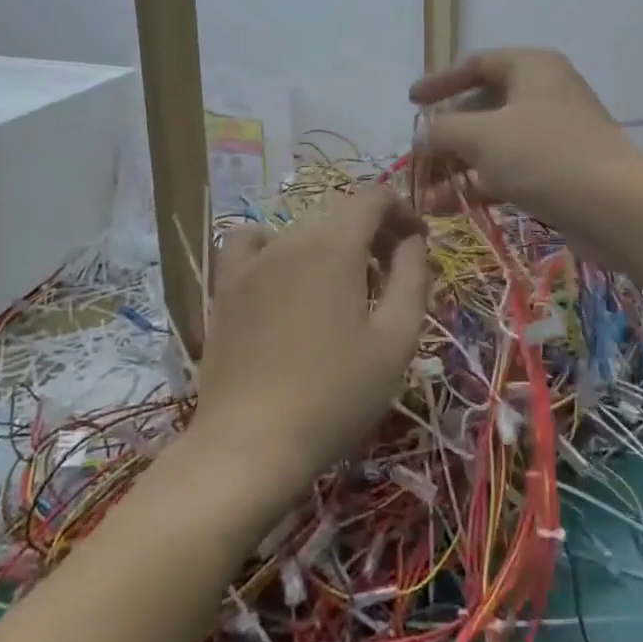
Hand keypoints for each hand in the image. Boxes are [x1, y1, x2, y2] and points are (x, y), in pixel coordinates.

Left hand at [191, 186, 430, 504]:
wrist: (252, 443)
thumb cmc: (336, 395)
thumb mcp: (395, 340)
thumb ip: (412, 278)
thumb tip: (414, 240)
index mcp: (335, 246)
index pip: (373, 197)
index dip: (402, 209)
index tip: (418, 242)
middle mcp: (291, 239)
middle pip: (340, 213)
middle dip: (373, 232)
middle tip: (392, 274)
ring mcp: (252, 262)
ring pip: (302, 229)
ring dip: (333, 243)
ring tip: (344, 285)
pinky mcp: (225, 288)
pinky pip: (251, 243)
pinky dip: (275, 246)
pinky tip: (284, 276)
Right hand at [410, 48, 642, 268]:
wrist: (617, 208)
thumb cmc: (545, 156)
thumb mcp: (483, 136)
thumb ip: (443, 129)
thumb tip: (422, 135)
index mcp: (532, 67)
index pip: (477, 63)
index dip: (440, 81)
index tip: (412, 103)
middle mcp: (544, 93)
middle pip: (483, 106)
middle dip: (447, 135)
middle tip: (419, 159)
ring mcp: (553, 134)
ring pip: (494, 143)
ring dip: (458, 166)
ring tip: (426, 193)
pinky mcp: (558, 171)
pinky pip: (509, 170)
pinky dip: (480, 183)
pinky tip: (450, 206)